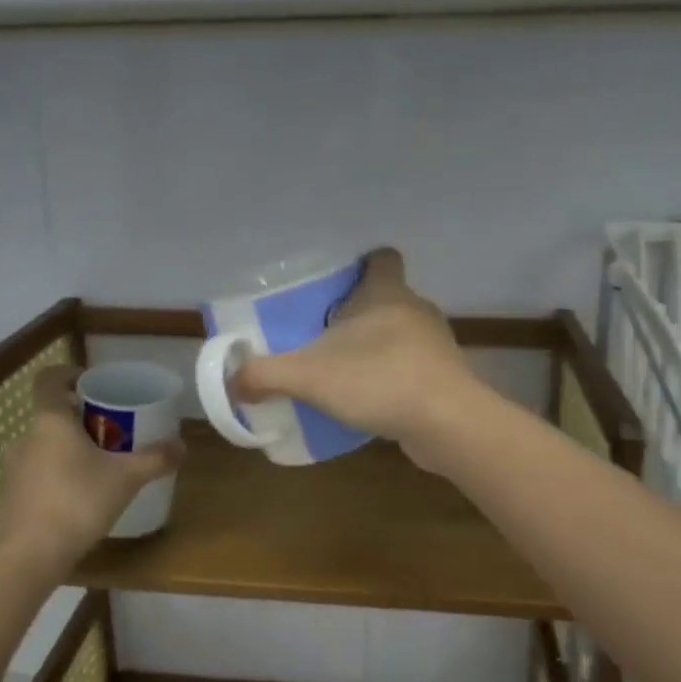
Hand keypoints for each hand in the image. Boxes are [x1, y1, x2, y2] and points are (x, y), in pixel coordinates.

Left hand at [0, 365, 183, 574]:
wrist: (29, 559)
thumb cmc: (78, 502)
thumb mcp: (126, 478)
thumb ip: (155, 459)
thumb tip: (182, 446)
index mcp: (50, 421)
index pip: (49, 379)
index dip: (69, 374)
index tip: (92, 384)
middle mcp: (26, 438)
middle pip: (53, 415)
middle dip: (81, 419)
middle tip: (112, 431)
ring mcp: (13, 469)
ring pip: (45, 446)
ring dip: (68, 449)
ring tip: (98, 467)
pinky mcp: (10, 498)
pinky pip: (37, 474)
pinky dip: (56, 476)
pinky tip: (78, 499)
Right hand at [231, 247, 480, 466]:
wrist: (448, 424)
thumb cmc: (380, 379)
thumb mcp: (310, 375)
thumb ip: (265, 375)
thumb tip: (232, 382)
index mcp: (386, 292)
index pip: (381, 258)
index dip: (361, 264)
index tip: (335, 283)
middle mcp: (415, 309)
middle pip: (385, 297)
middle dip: (357, 312)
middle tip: (321, 332)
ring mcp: (434, 344)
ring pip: (399, 333)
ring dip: (374, 347)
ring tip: (341, 370)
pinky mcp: (444, 376)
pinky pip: (411, 366)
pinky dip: (391, 376)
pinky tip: (368, 400)